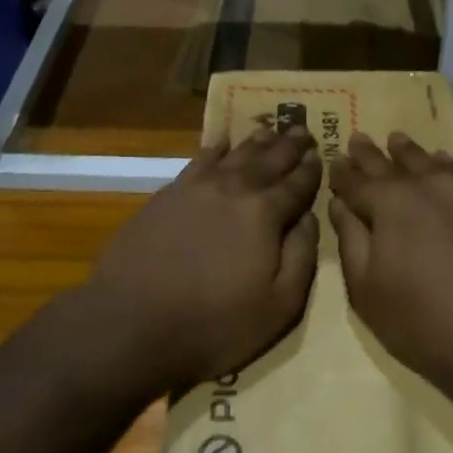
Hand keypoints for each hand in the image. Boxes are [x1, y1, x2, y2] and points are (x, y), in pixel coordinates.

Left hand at [80, 126, 321, 393]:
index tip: (321, 153)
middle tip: (301, 128)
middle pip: (267, 161)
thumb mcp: (279, 306)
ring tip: (269, 130)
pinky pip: (197, 162)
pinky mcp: (165, 197)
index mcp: (265, 214)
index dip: (310, 169)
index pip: (296, 184)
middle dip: (288, 145)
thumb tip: (310, 218)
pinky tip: (219, 143)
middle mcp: (233, 190)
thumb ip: (301, 257)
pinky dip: (212, 150)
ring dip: (255, 142)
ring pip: (233, 156)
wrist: (131, 323)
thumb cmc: (214, 324)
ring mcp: (195, 189)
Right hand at [327, 132, 452, 396]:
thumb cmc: (424, 323)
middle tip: (360, 138)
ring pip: (435, 163)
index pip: (357, 180)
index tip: (333, 160)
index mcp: (392, 203)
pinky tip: (448, 169)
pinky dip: (450, 169)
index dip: (342, 173)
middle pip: (396, 163)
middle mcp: (432, 186)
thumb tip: (341, 205)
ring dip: (413, 153)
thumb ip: (351, 241)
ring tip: (400, 141)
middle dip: (373, 153)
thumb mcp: (368, 291)